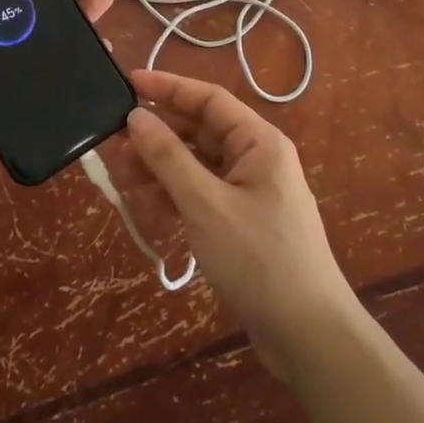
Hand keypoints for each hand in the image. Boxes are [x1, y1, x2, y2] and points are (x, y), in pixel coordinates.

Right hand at [120, 69, 358, 378]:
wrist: (310, 339)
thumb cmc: (260, 260)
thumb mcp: (206, 204)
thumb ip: (168, 158)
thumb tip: (136, 117)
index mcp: (258, 142)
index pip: (208, 98)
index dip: (168, 87)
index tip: (128, 82)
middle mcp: (256, 159)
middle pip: (200, 131)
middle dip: (158, 134)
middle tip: (113, 138)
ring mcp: (249, 193)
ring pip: (197, 165)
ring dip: (160, 167)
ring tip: (120, 173)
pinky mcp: (241, 224)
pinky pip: (201, 195)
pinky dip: (174, 195)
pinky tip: (144, 204)